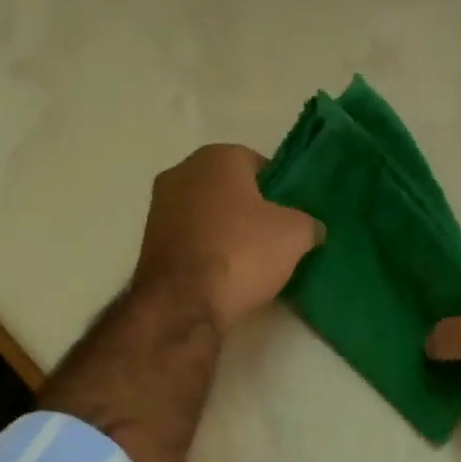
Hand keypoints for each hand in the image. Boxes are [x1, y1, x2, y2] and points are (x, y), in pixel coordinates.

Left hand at [132, 144, 322, 331]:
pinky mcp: (149, 244)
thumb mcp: (295, 235)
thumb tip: (310, 229)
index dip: (278, 190)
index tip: (291, 218)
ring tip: (250, 264)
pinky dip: (206, 254)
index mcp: (217, 157)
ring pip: (207, 216)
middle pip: (228, 189)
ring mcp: (159, 209)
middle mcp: (181, 172)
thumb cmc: (241, 254)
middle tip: (274, 241)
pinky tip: (223, 278)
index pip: (257, 162)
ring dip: (226, 234)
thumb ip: (308, 223)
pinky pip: (191, 242)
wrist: (183, 304)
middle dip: (250, 211)